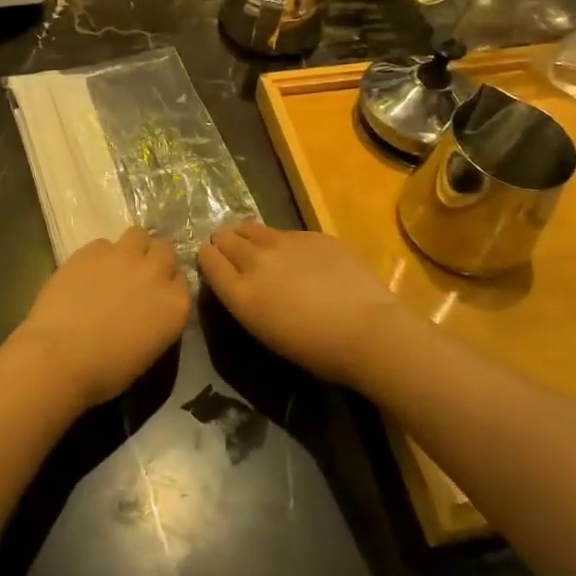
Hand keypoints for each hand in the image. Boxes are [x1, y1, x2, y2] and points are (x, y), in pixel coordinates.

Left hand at [14, 227, 191, 409]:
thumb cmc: (106, 371)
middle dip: (155, 260)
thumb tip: (147, 309)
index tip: (156, 296)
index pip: (182, 281)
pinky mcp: (93, 249)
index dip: (168, 286)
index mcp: (175, 304)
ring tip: (115, 266)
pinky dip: (100, 255)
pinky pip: (104, 244)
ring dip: (132, 248)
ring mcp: (124, 256)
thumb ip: (157, 319)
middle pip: (165, 250)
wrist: (60, 356)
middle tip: (138, 278)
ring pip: (138, 235)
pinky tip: (86, 273)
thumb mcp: (148, 351)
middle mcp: (155, 272)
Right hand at [198, 222, 405, 388]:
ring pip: (251, 227)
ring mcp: (284, 241)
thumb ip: (247, 298)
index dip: (207, 258)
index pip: (208, 260)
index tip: (212, 261)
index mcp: (241, 292)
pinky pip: (285, 232)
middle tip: (232, 252)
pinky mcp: (311, 233)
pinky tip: (300, 257)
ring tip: (258, 247)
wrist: (368, 330)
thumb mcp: (267, 330)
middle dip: (224, 242)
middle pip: (225, 238)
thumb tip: (243, 280)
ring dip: (248, 235)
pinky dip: (283, 242)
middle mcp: (255, 260)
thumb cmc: (316, 349)